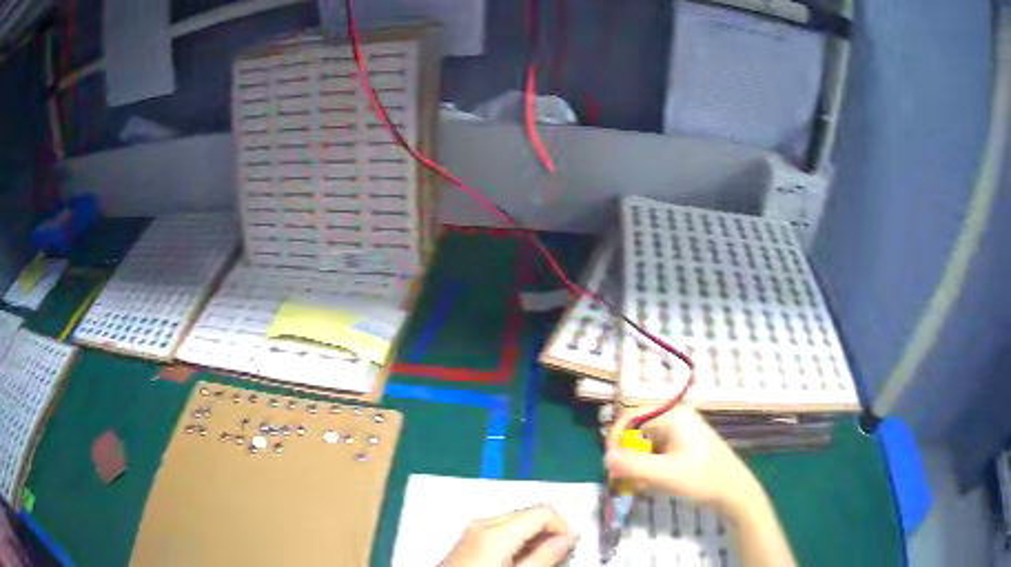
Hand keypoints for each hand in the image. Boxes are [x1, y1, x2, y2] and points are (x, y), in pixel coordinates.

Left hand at [440, 505, 576, 566]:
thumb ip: (544, 557)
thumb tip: (567, 538)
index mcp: (497, 531)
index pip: (543, 512)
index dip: (561, 527)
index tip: (567, 548)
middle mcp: (483, 523)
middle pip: (528, 514)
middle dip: (546, 532)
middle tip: (554, 557)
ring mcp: (472, 530)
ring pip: (514, 521)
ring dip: (531, 537)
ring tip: (535, 561)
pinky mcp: (467, 538)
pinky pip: (499, 530)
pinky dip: (514, 540)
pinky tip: (514, 560)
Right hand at [605, 404, 761, 515]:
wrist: (733, 491)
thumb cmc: (702, 479)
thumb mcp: (664, 474)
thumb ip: (633, 465)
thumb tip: (606, 458)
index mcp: (673, 416)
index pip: (632, 416)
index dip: (615, 437)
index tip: (609, 462)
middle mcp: (675, 418)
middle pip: (637, 431)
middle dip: (626, 455)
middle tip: (620, 479)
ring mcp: (680, 432)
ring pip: (645, 444)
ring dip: (635, 464)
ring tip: (635, 486)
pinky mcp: (683, 446)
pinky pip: (655, 452)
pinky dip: (647, 467)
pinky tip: (647, 485)